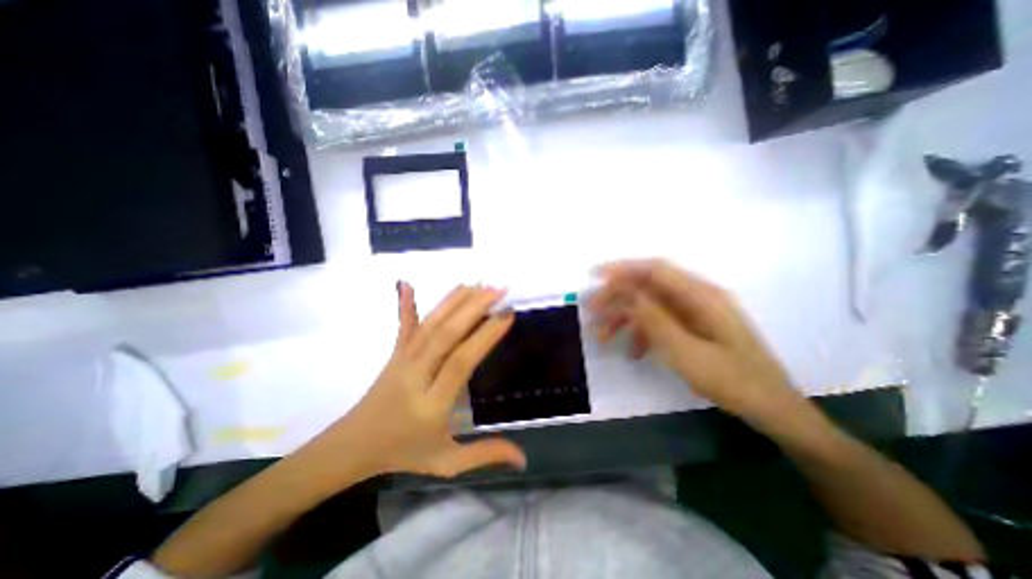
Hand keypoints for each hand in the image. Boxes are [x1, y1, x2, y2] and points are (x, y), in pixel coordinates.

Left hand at [308, 281, 523, 478]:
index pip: (462, 361)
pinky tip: (406, 283)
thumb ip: (485, 455)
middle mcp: (416, 374)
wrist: (352, 447)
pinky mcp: (394, 353)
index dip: (485, 335)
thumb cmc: (403, 452)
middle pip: (446, 334)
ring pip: (429, 324)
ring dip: (454, 301)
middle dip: (474, 308)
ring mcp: (402, 359)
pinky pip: (403, 325)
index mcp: (432, 403)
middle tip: (499, 289)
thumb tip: (525, 458)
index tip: (507, 314)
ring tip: (477, 284)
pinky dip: (405, 303)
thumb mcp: (447, 463)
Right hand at [588, 260, 795, 423]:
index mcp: (701, 296)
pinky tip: (631, 353)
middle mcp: (697, 297)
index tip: (594, 276)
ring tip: (602, 337)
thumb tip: (628, 294)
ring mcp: (695, 313)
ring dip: (624, 318)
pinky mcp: (693, 327)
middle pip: (648, 287)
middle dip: (616, 297)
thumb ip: (656, 321)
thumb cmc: (734, 382)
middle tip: (591, 312)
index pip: (655, 270)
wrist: (773, 409)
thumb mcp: (688, 353)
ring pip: (650, 305)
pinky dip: (642, 333)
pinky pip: (660, 322)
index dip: (623, 269)